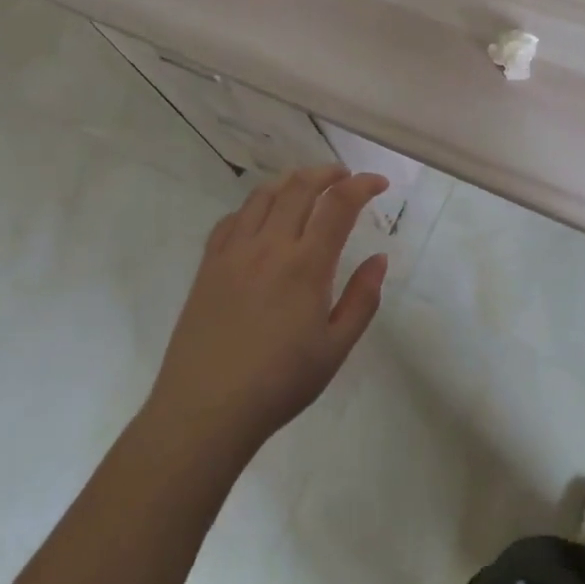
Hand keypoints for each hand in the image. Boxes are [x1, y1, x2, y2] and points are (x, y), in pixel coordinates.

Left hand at [150, 165, 388, 453]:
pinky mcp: (208, 264)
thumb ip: (362, 299)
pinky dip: (254, 206)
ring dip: (291, 182)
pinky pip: (232, 218)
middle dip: (328, 172)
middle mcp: (270, 246)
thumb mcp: (335, 348)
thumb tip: (379, 259)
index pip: (339, 204)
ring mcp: (234, 252)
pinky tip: (261, 218)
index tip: (379, 183)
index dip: (363, 185)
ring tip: (307, 188)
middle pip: (300, 186)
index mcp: (306, 265)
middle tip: (345, 178)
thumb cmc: (279, 384)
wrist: (205, 411)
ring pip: (264, 195)